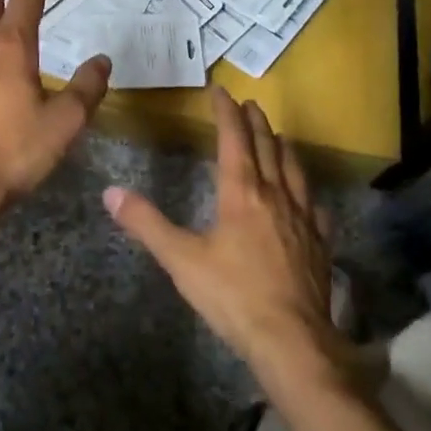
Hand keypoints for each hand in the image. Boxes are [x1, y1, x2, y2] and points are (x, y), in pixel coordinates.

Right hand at [103, 88, 349, 387]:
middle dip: (256, 123)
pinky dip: (306, 189)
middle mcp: (275, 196)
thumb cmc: (232, 295)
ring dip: (283, 148)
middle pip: (267, 148)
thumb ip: (146, 224)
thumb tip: (110, 192)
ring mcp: (302, 218)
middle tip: (250, 104)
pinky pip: (314, 205)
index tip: (221, 92)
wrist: (291, 338)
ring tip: (279, 136)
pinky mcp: (319, 242)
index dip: (226, 113)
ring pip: (294, 170)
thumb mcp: (181, 260)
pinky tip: (307, 195)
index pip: (234, 140)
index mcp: (242, 193)